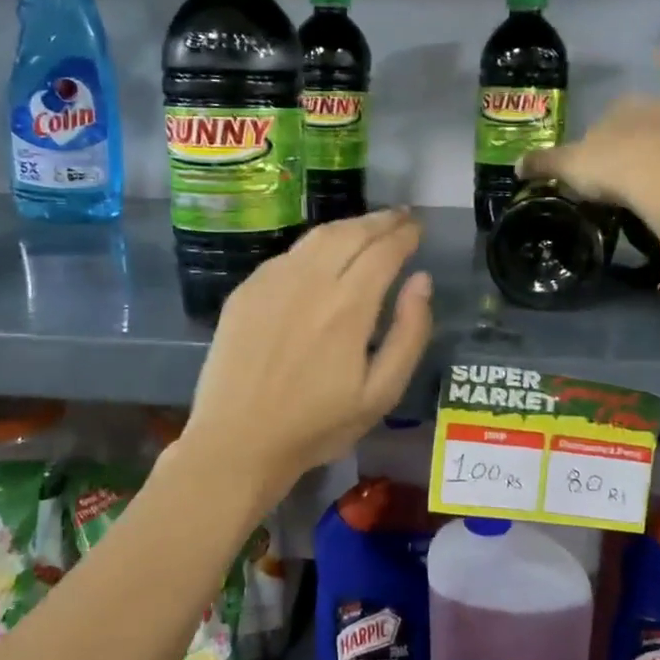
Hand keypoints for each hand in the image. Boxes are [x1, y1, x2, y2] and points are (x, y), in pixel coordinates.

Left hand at [181, 210, 433, 494]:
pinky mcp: (246, 291)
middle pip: (351, 233)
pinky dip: (315, 245)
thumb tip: (422, 282)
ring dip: (348, 226)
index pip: (383, 251)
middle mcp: (310, 281)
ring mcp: (272, 282)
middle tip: (400, 218)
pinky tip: (322, 255)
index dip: (404, 235)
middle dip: (380, 221)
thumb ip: (409, 334)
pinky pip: (288, 255)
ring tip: (368, 228)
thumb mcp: (380, 394)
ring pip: (317, 237)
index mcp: (348, 306)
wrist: (237, 441)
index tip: (417, 229)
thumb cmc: (316, 426)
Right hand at [518, 96, 659, 231]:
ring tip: (646, 191)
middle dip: (630, 149)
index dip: (596, 147)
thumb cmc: (615, 167)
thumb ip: (542, 163)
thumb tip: (516, 165)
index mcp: (622, 104)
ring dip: (657, 159)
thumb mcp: (568, 167)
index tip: (593, 173)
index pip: (604, 121)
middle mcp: (658, 104)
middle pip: (638, 128)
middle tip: (620, 183)